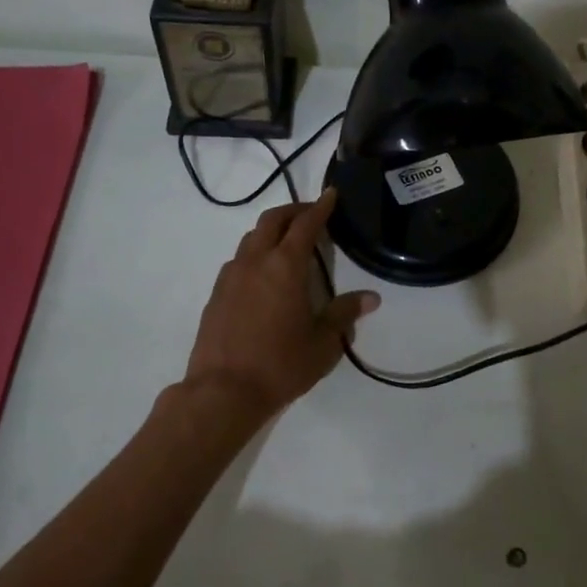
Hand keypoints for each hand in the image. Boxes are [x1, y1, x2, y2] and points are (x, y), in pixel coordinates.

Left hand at [180, 190, 379, 426]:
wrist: (223, 392)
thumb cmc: (280, 365)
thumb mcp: (323, 343)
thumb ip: (344, 314)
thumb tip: (370, 298)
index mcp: (285, 266)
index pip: (305, 225)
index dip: (320, 207)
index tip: (330, 194)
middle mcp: (255, 262)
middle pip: (272, 221)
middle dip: (293, 211)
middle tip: (310, 213)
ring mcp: (230, 276)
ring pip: (251, 238)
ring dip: (271, 232)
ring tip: (287, 243)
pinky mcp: (216, 294)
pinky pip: (238, 261)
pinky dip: (255, 254)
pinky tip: (263, 275)